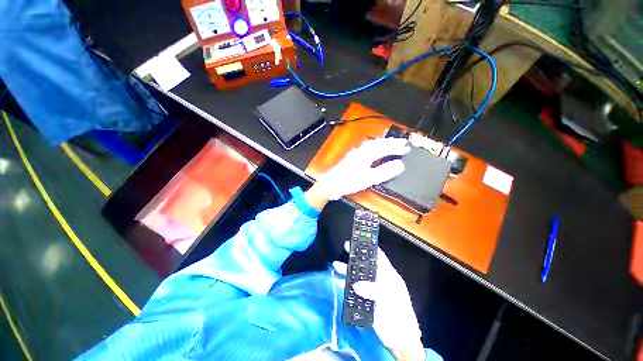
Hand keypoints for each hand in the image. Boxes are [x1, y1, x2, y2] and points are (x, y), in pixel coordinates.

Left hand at [318, 138, 409, 200]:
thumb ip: (384, 171)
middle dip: (391, 142)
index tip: (406, 147)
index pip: (384, 147)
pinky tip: (374, 150)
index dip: (396, 147)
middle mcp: (361, 150)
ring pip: (372, 144)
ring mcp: (355, 153)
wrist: (331, 184)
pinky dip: (375, 146)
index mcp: (366, 154)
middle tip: (402, 143)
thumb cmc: (349, 182)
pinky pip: (366, 147)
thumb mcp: (369, 179)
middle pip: (378, 143)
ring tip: (391, 144)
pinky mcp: (352, 157)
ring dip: (383, 143)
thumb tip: (400, 164)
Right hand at [334, 244, 424, 360]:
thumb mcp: (389, 297)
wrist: (399, 338)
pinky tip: (339, 282)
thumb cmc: (399, 313)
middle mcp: (378, 279)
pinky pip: (353, 290)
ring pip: (357, 276)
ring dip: (347, 270)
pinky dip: (346, 286)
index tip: (360, 239)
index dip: (370, 248)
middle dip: (355, 256)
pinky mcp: (364, 300)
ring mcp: (371, 289)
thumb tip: (356, 285)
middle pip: (365, 264)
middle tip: (346, 246)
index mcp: (388, 275)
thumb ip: (373, 289)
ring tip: (336, 264)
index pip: (379, 257)